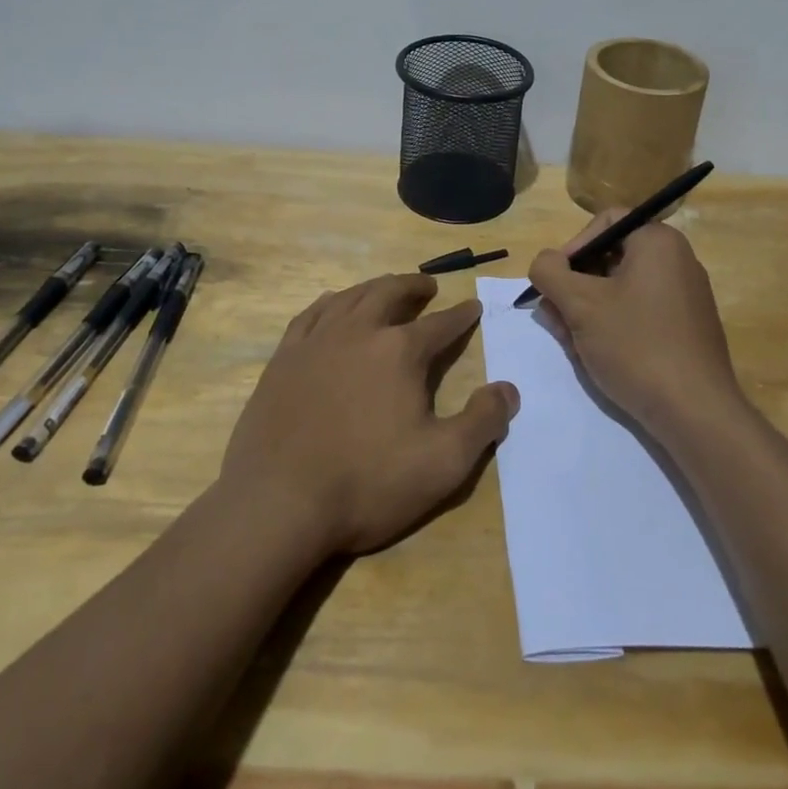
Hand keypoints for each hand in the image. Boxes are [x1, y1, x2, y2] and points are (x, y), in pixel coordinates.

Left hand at [220, 274, 518, 555]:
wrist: (278, 502)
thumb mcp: (443, 463)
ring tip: (385, 288)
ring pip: (351, 297)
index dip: (461, 315)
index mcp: (400, 351)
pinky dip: (330, 302)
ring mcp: (316, 341)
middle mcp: (359, 331)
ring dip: (374, 287)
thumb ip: (482, 422)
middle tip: (427, 286)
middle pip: (390, 293)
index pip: (440, 324)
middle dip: (414, 287)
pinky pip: (311, 314)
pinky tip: (333, 306)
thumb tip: (509, 388)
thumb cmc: (367, 482)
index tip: (473, 306)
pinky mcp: (283, 357)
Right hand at [528, 212, 744, 440]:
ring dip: (586, 310)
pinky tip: (594, 354)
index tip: (554, 282)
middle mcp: (677, 261)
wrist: (695, 412)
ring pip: (620, 290)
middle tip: (554, 316)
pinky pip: (638, 313)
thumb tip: (544, 263)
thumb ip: (549, 272)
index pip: (604, 223)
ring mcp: (684, 297)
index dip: (571, 248)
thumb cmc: (635, 344)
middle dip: (574, 286)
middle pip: (609, 258)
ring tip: (568, 341)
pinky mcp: (685, 329)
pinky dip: (611, 326)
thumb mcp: (579, 304)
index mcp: (658, 241)